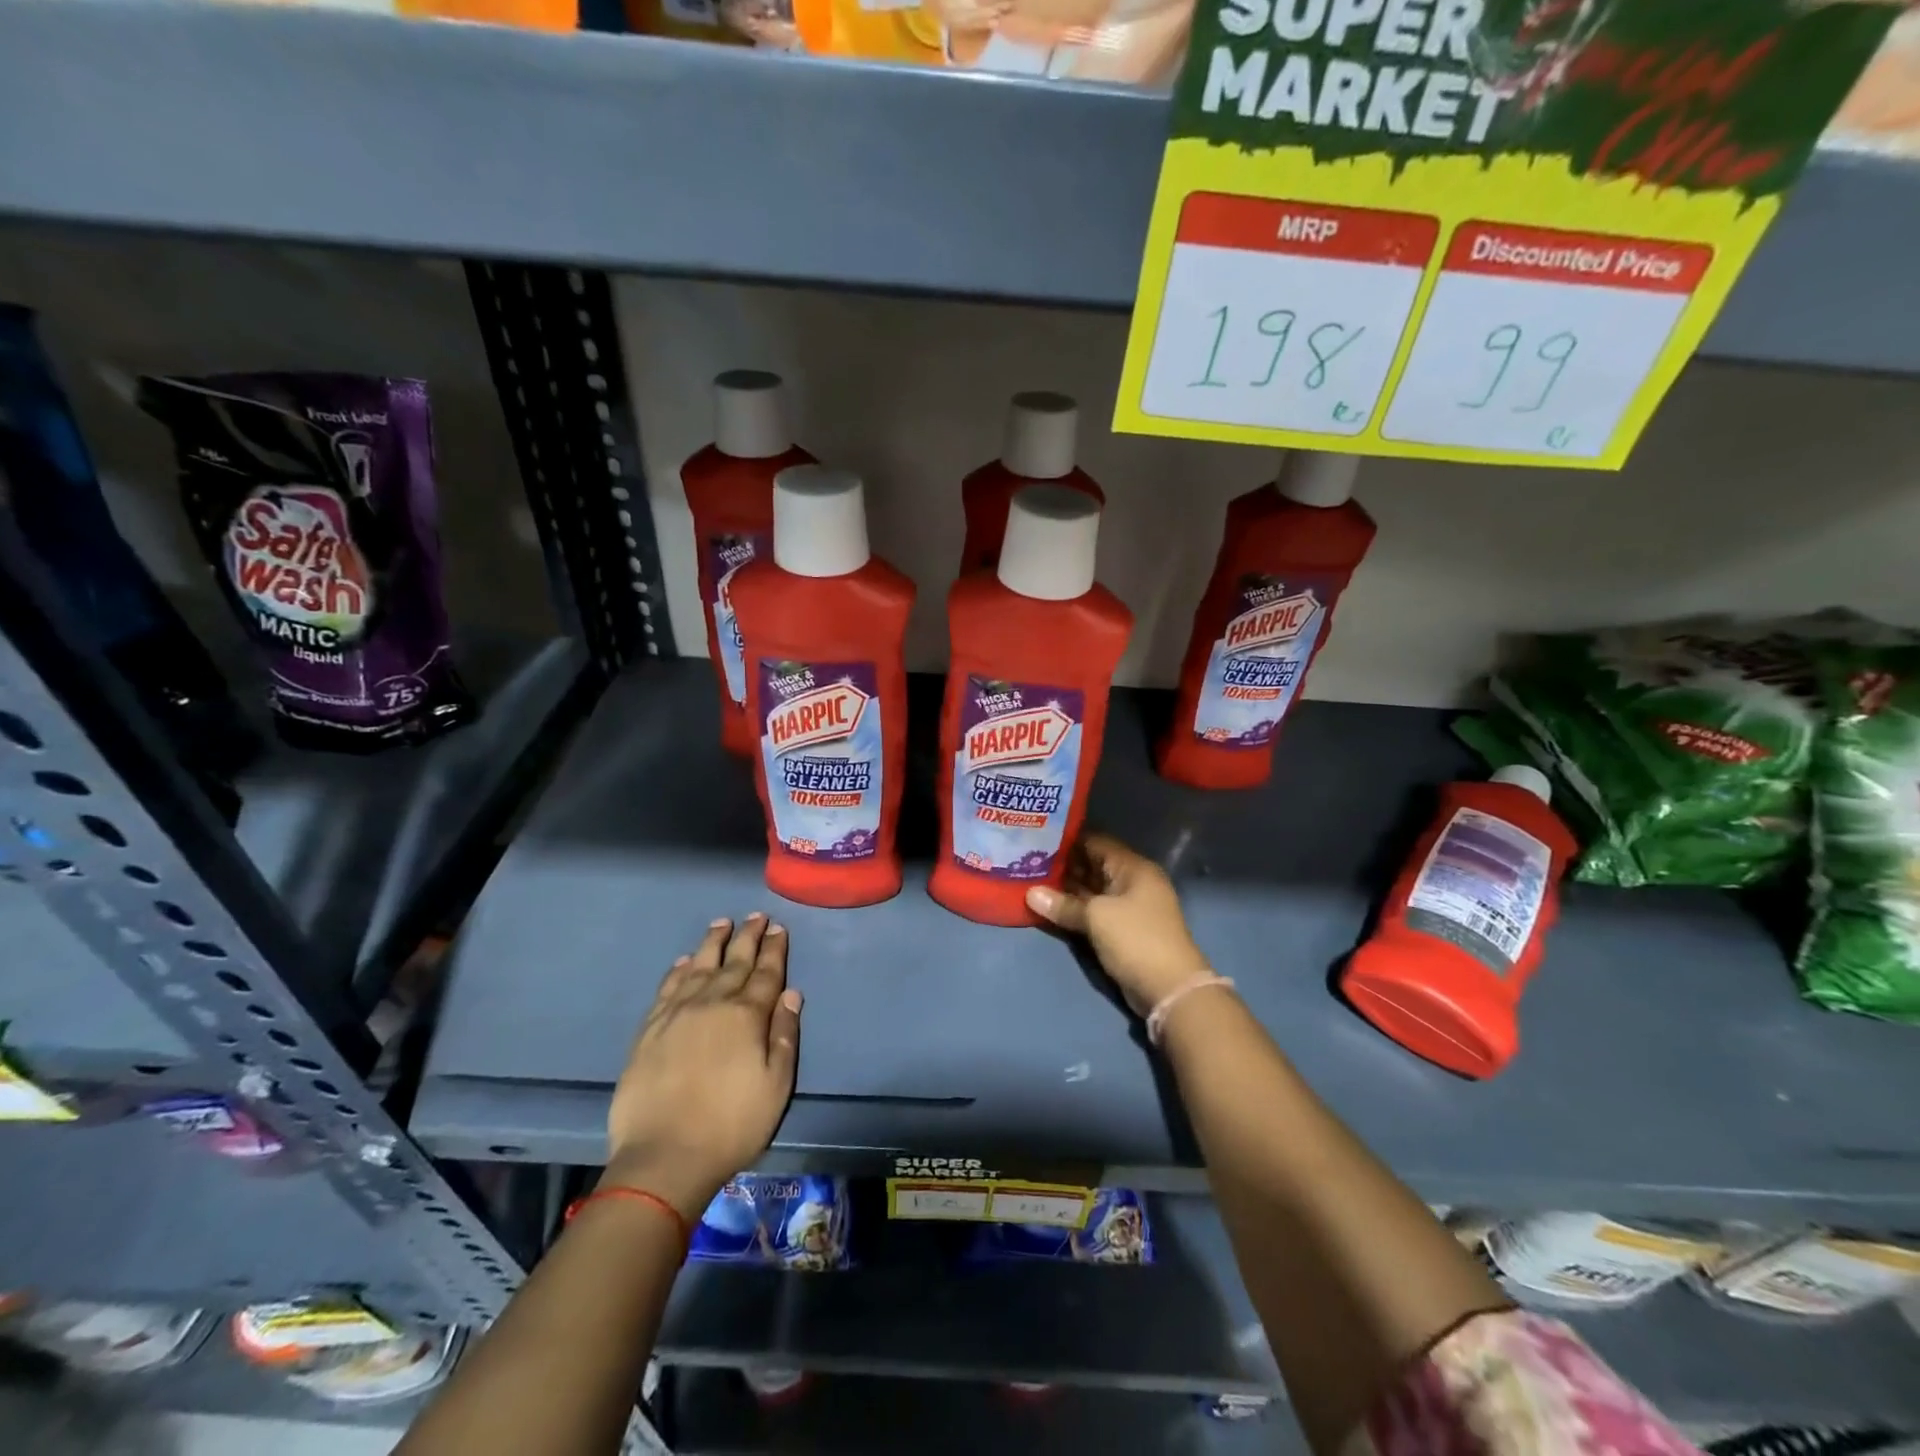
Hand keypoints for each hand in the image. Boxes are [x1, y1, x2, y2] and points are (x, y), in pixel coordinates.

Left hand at [602, 914, 802, 1219]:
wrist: (663, 1157)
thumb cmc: (732, 1124)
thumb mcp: (776, 1084)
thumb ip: (784, 1034)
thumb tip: (791, 993)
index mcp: (746, 1015)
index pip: (765, 973)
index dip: (774, 949)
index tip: (778, 928)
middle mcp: (712, 1003)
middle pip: (734, 962)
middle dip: (748, 936)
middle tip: (756, 916)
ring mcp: (677, 1014)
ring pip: (698, 966)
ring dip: (712, 943)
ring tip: (721, 924)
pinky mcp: (649, 1030)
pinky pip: (666, 988)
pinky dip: (677, 970)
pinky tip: (683, 961)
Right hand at [1025, 834, 1209, 1016]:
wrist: (1170, 989)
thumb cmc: (1136, 939)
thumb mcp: (1097, 917)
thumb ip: (1064, 904)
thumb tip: (1030, 894)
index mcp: (1133, 868)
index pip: (1096, 841)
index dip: (1067, 839)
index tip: (1037, 838)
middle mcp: (1132, 882)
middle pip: (1092, 865)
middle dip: (1062, 864)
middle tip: (1026, 860)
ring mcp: (1128, 906)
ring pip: (1091, 889)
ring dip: (1065, 888)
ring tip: (1029, 880)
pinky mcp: (1122, 929)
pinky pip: (1093, 911)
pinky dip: (1074, 908)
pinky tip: (1047, 905)